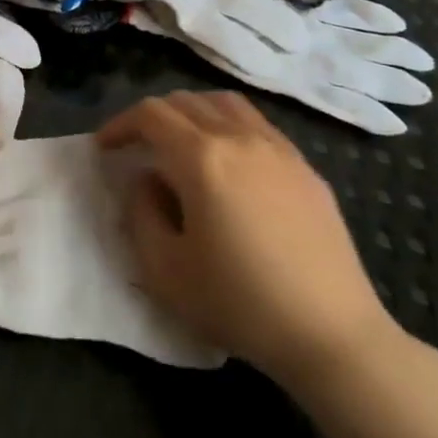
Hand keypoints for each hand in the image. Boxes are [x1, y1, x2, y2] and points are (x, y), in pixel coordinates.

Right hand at [97, 90, 397, 391]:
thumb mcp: (165, 269)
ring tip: (181, 142)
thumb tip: (147, 180)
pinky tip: (229, 161)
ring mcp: (277, 148)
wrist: (332, 336)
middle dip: (152, 118)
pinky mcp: (305, 167)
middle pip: (184, 101)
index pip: (150, 115)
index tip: (104, 148)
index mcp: (201, 157)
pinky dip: (228, 125)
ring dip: (191, 112)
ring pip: (223, 103)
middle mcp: (238, 137)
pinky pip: (257, 124)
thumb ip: (141, 212)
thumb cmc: (240, 304)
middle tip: (137, 147)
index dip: (120, 124)